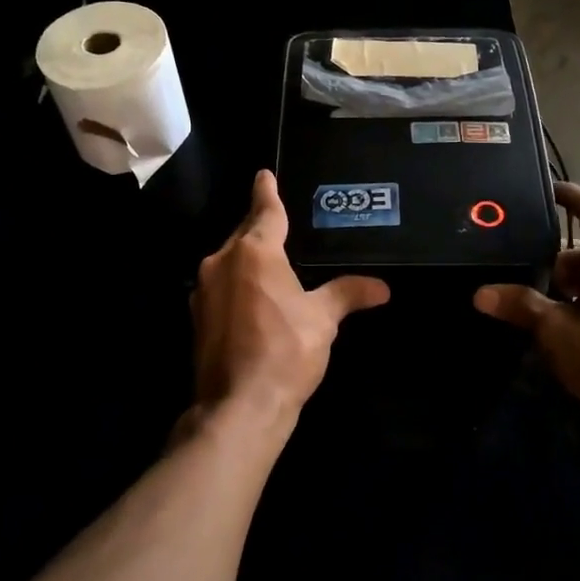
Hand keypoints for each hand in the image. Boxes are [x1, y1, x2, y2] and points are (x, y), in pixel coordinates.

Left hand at [190, 170, 389, 437]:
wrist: (238, 405)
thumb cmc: (285, 351)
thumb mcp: (323, 320)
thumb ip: (348, 295)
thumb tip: (382, 288)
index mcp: (254, 252)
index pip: (265, 212)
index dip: (267, 192)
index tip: (264, 175)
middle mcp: (221, 262)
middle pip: (243, 234)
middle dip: (258, 226)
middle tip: (276, 219)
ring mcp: (204, 290)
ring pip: (228, 261)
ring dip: (246, 258)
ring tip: (269, 262)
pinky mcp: (197, 318)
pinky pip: (221, 286)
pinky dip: (237, 283)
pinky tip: (251, 298)